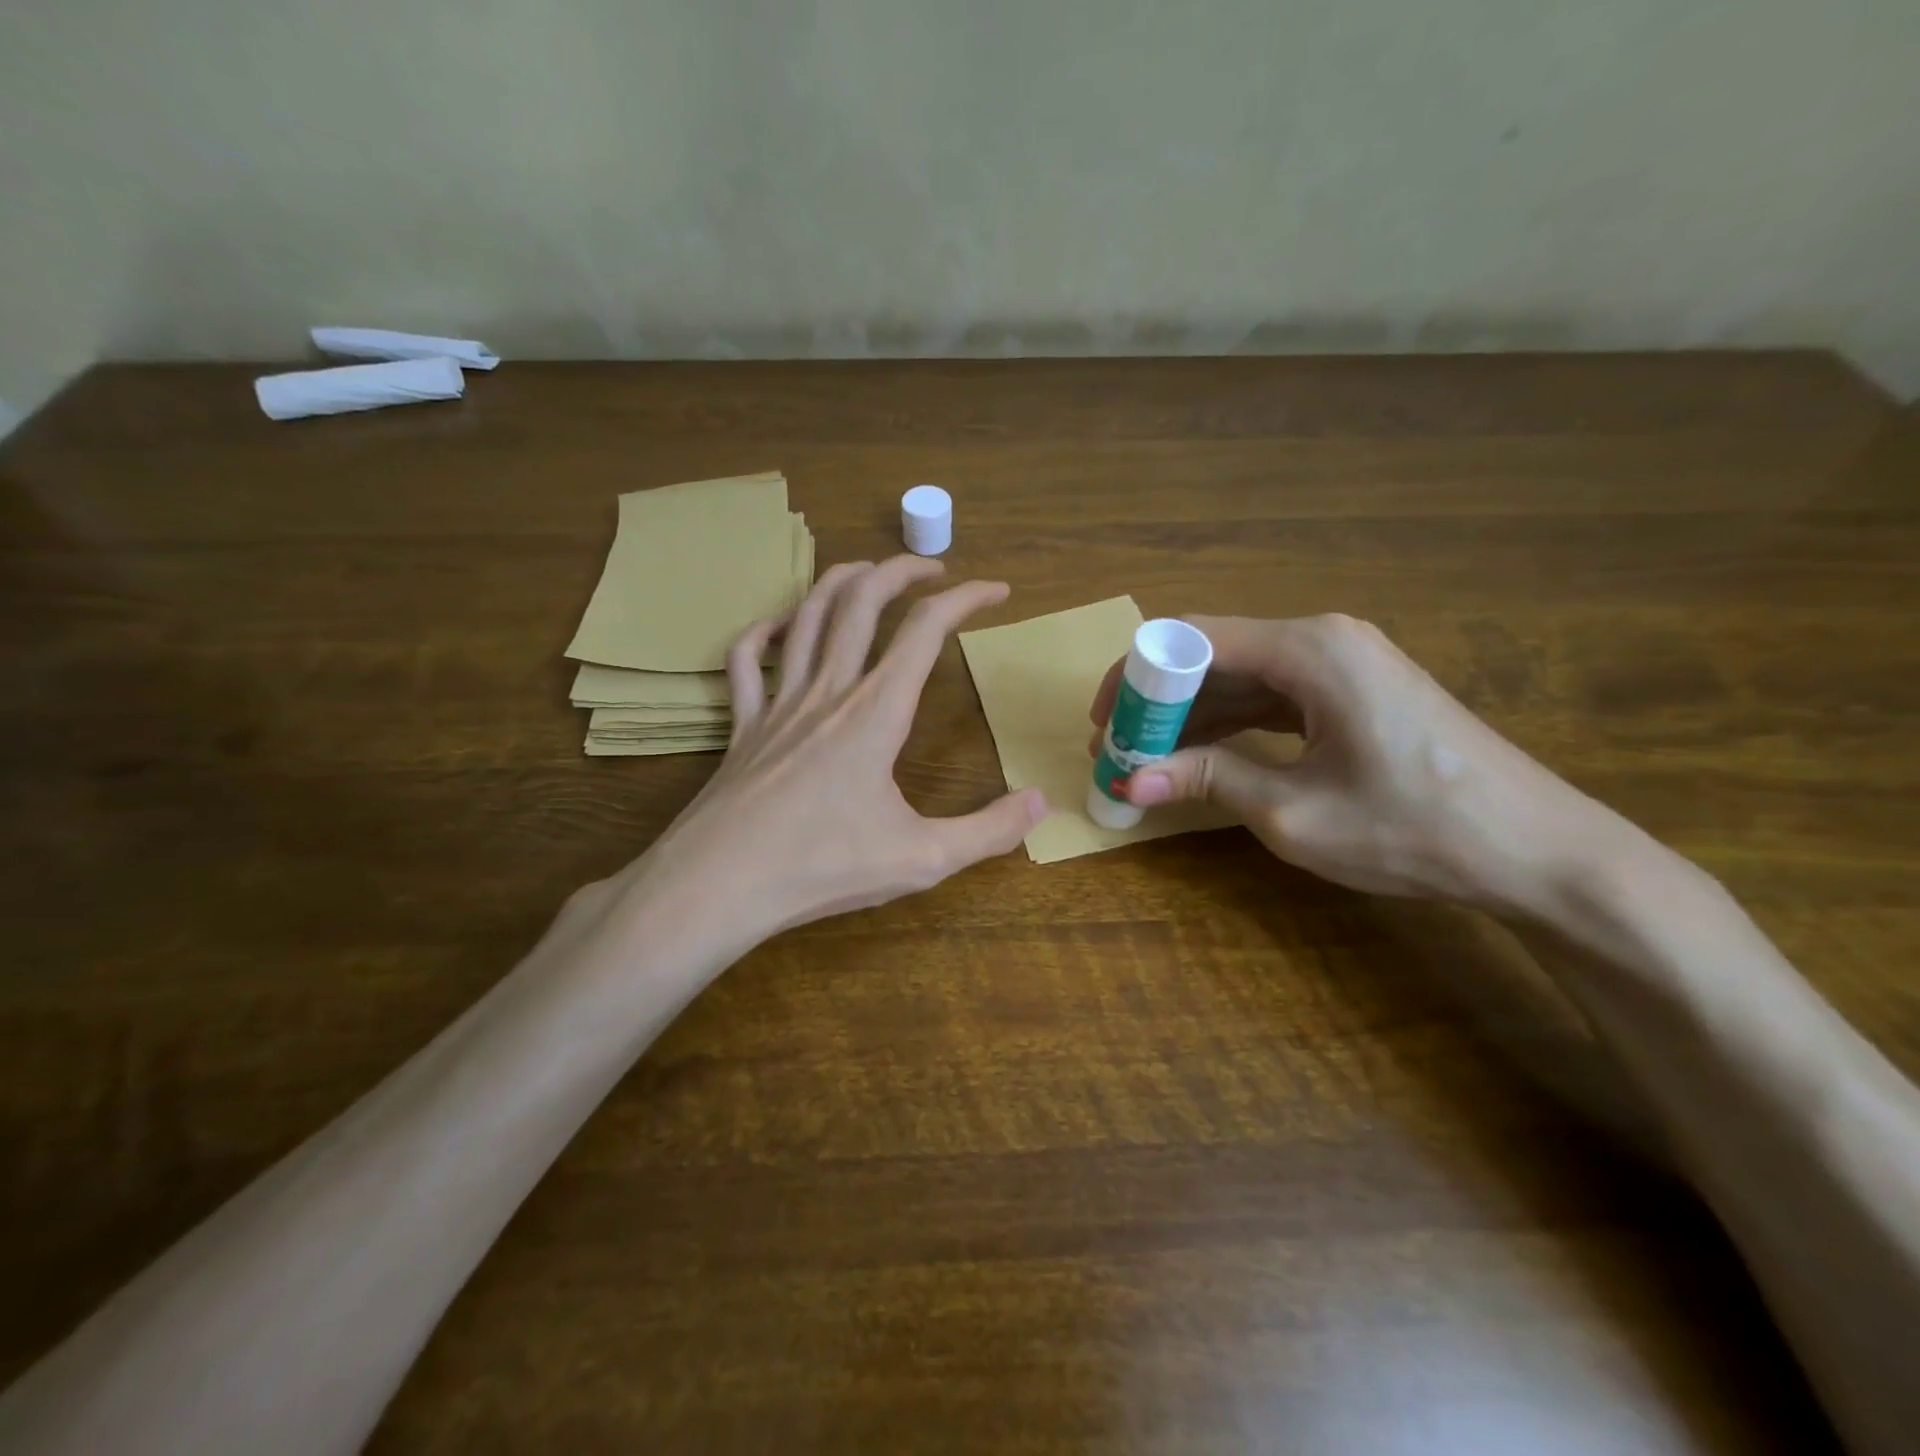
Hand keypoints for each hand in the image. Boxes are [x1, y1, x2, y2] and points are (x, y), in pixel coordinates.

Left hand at [620, 556, 1046, 951]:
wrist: (719, 884)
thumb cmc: (822, 868)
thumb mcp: (922, 858)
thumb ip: (988, 831)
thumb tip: (1040, 801)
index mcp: (876, 712)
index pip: (927, 629)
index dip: (967, 598)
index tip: (997, 589)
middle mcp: (828, 690)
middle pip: (862, 600)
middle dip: (901, 570)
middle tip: (934, 568)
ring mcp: (778, 703)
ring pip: (808, 616)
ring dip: (840, 582)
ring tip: (867, 572)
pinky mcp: (742, 725)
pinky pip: (746, 661)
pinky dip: (764, 632)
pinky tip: (779, 627)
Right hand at [1087, 614, 1610, 912]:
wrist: (1537, 852)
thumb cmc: (1413, 828)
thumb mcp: (1293, 811)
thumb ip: (1208, 780)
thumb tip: (1130, 780)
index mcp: (1309, 649)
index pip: (1191, 639)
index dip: (1136, 677)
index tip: (1105, 723)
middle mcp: (1323, 638)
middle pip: (1215, 653)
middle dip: (1160, 701)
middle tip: (1120, 749)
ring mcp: (1343, 662)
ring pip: (1242, 675)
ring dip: (1192, 714)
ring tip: (1149, 758)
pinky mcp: (1354, 690)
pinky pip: (1274, 694)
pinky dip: (1232, 722)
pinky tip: (1202, 755)